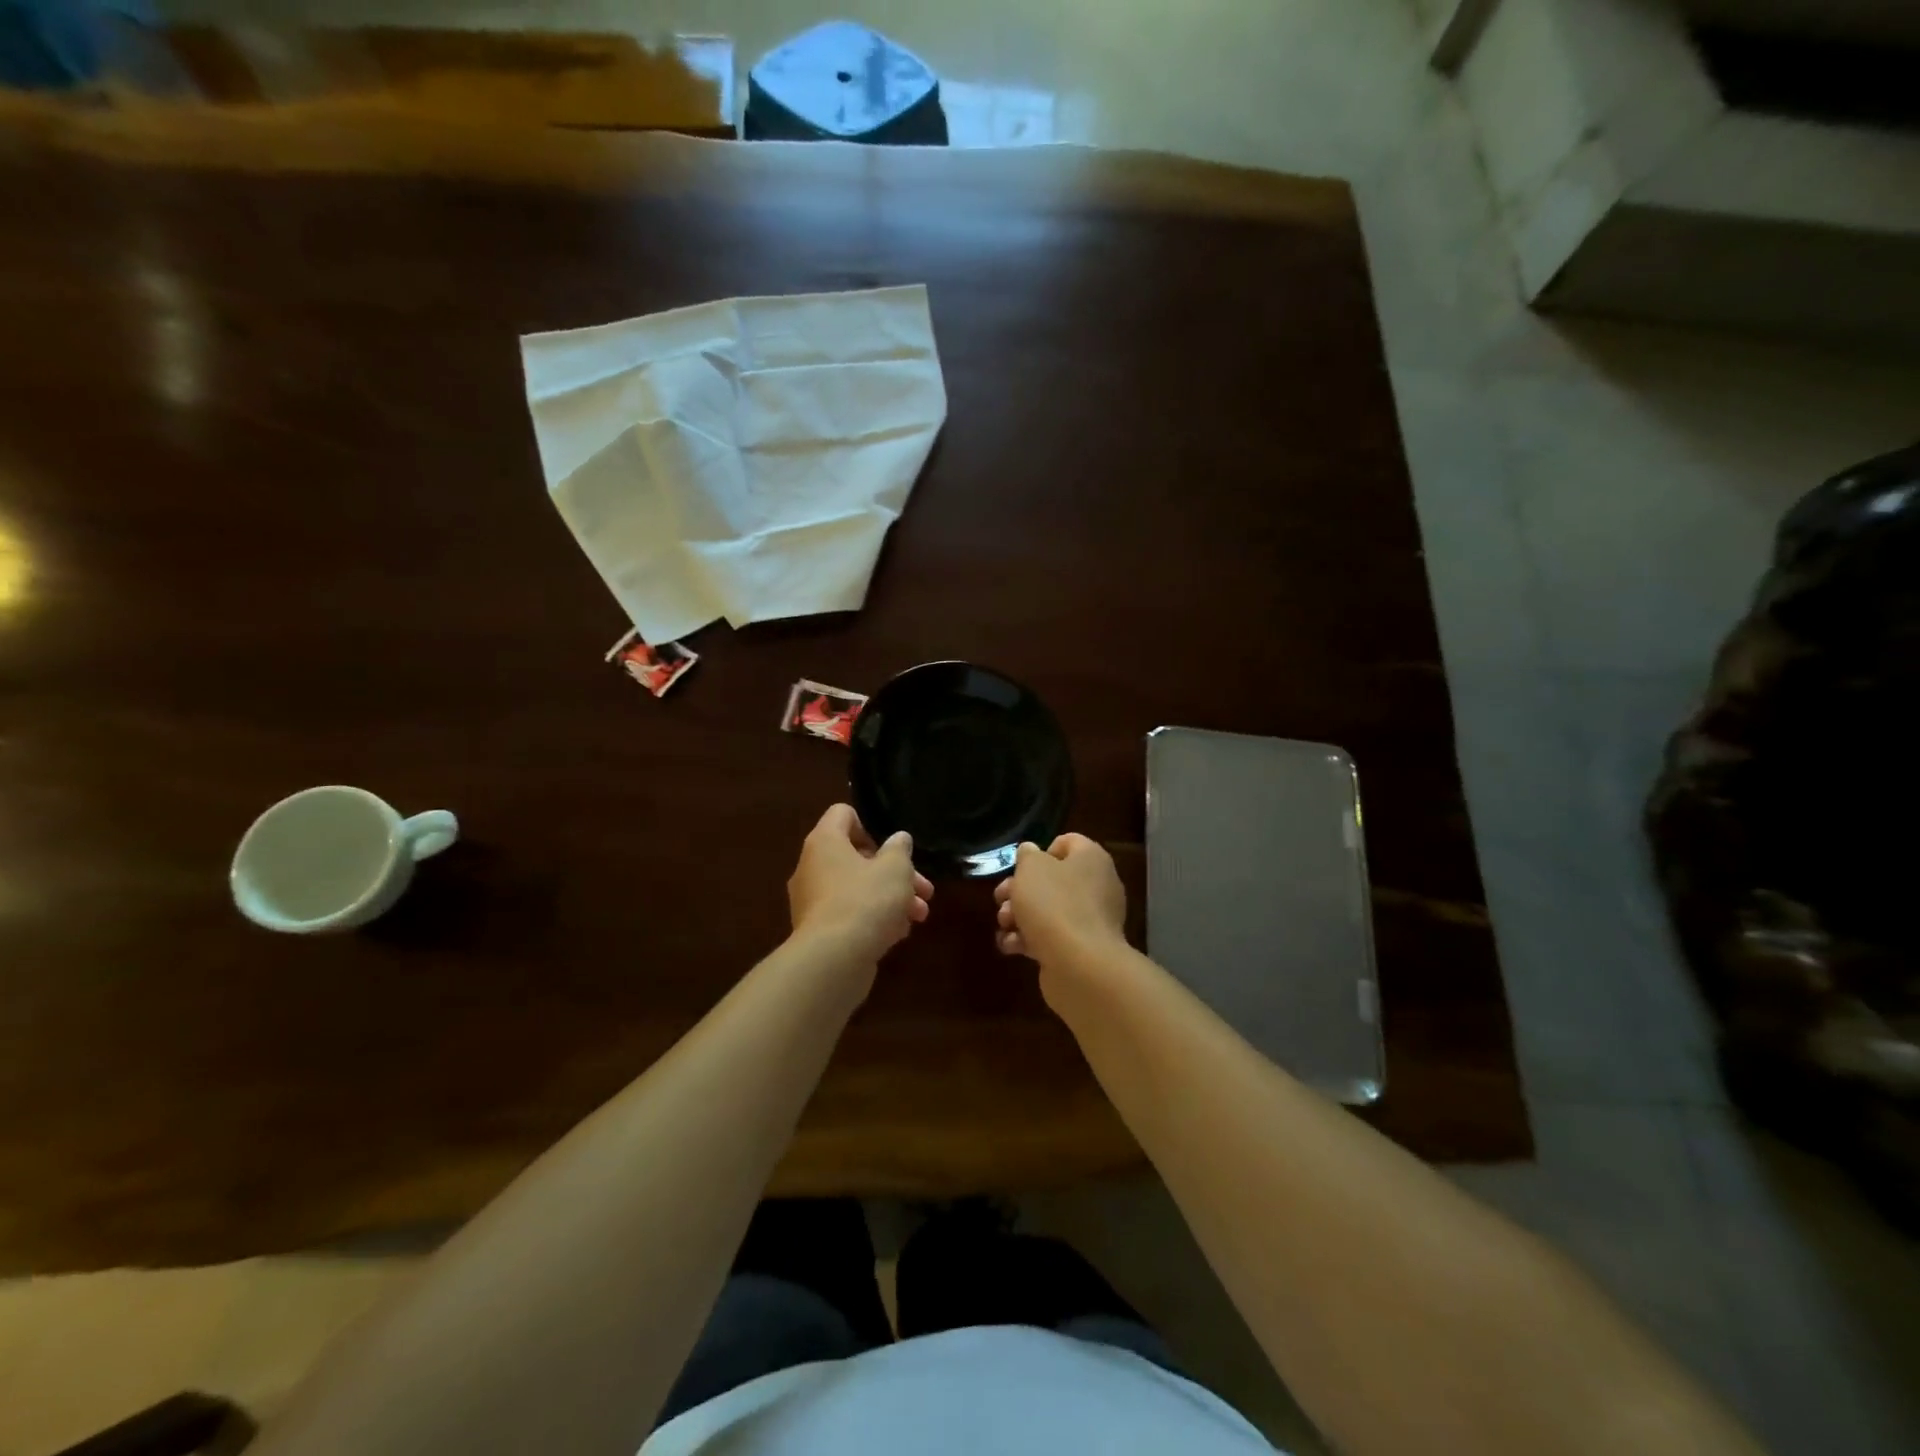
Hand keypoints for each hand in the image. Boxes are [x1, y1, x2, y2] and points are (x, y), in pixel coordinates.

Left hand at [787, 804, 933, 965]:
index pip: (842, 814)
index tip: (893, 848)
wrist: (834, 960)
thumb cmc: (866, 900)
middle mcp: (812, 867)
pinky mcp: (819, 931)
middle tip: (924, 889)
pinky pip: (850, 915)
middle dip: (895, 872)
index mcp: (825, 842)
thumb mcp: (895, 869)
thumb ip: (900, 849)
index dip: (870, 825)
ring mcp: (812, 902)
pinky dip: (874, 919)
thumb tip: (898, 840)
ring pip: (857, 889)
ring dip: (891, 898)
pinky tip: (899, 934)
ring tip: (919, 915)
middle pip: (856, 857)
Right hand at [994, 833, 1126, 967]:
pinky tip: (1010, 946)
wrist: (1079, 964)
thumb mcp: (1031, 868)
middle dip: (1020, 889)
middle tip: (1001, 898)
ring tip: (1004, 925)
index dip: (1040, 851)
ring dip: (1020, 916)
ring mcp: (1091, 921)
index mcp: (1091, 859)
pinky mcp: (1082, 949)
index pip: (1068, 843)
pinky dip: (1029, 940)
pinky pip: (1052, 937)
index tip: (1021, 868)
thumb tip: (1031, 852)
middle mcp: (1097, 886)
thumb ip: (1027, 855)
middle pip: (1052, 880)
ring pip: (1049, 910)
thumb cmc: (1054, 904)